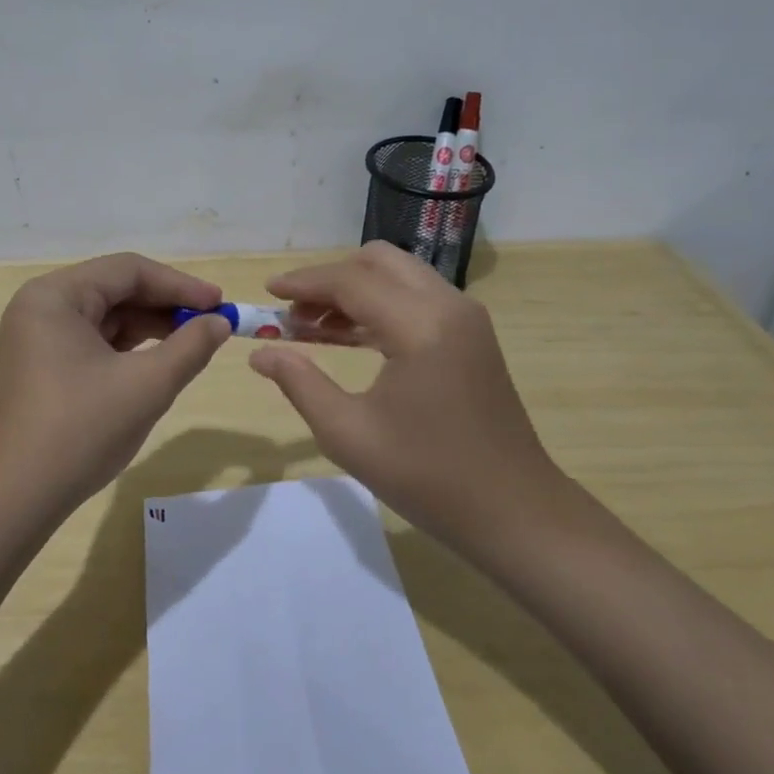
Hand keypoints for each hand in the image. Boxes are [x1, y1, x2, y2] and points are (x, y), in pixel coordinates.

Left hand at [0, 253, 232, 518]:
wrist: (16, 500)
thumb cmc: (81, 431)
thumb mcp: (147, 385)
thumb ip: (190, 346)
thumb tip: (220, 322)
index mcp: (55, 296)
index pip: (128, 270)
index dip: (179, 284)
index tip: (220, 303)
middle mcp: (40, 307)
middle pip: (115, 289)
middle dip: (165, 305)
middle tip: (211, 323)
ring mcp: (37, 337)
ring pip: (105, 317)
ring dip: (149, 327)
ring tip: (192, 343)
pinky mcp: (41, 366)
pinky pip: (92, 341)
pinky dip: (127, 348)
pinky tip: (158, 361)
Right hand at [248, 242, 568, 553]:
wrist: (513, 511)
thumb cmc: (428, 477)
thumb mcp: (349, 433)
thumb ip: (300, 383)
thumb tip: (260, 353)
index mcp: (420, 325)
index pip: (350, 281)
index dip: (303, 283)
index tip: (268, 291)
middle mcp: (448, 306)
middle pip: (378, 262)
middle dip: (330, 279)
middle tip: (294, 312)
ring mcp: (465, 318)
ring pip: (398, 276)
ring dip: (354, 291)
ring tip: (311, 327)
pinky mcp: (471, 335)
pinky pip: (416, 299)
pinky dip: (379, 307)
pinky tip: (349, 337)